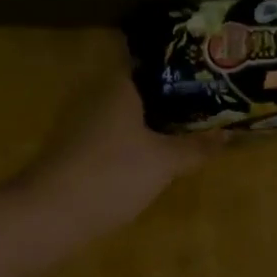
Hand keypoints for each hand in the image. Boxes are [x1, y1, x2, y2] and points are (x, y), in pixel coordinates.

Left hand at [16, 74, 216, 239]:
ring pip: (129, 113)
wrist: (49, 214)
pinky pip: (117, 134)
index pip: (155, 62)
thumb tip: (227, 133)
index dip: (184, 66)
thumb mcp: (163, 162)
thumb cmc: (111, 175)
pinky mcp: (77, 148)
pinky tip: (158, 156)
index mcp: (120, 86)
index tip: (211, 74)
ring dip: (157, 121)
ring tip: (192, 129)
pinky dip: (138, 140)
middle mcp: (99, 95)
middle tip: (211, 103)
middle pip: (144, 88)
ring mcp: (84, 122)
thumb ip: (195, 147)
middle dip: (175, 97)